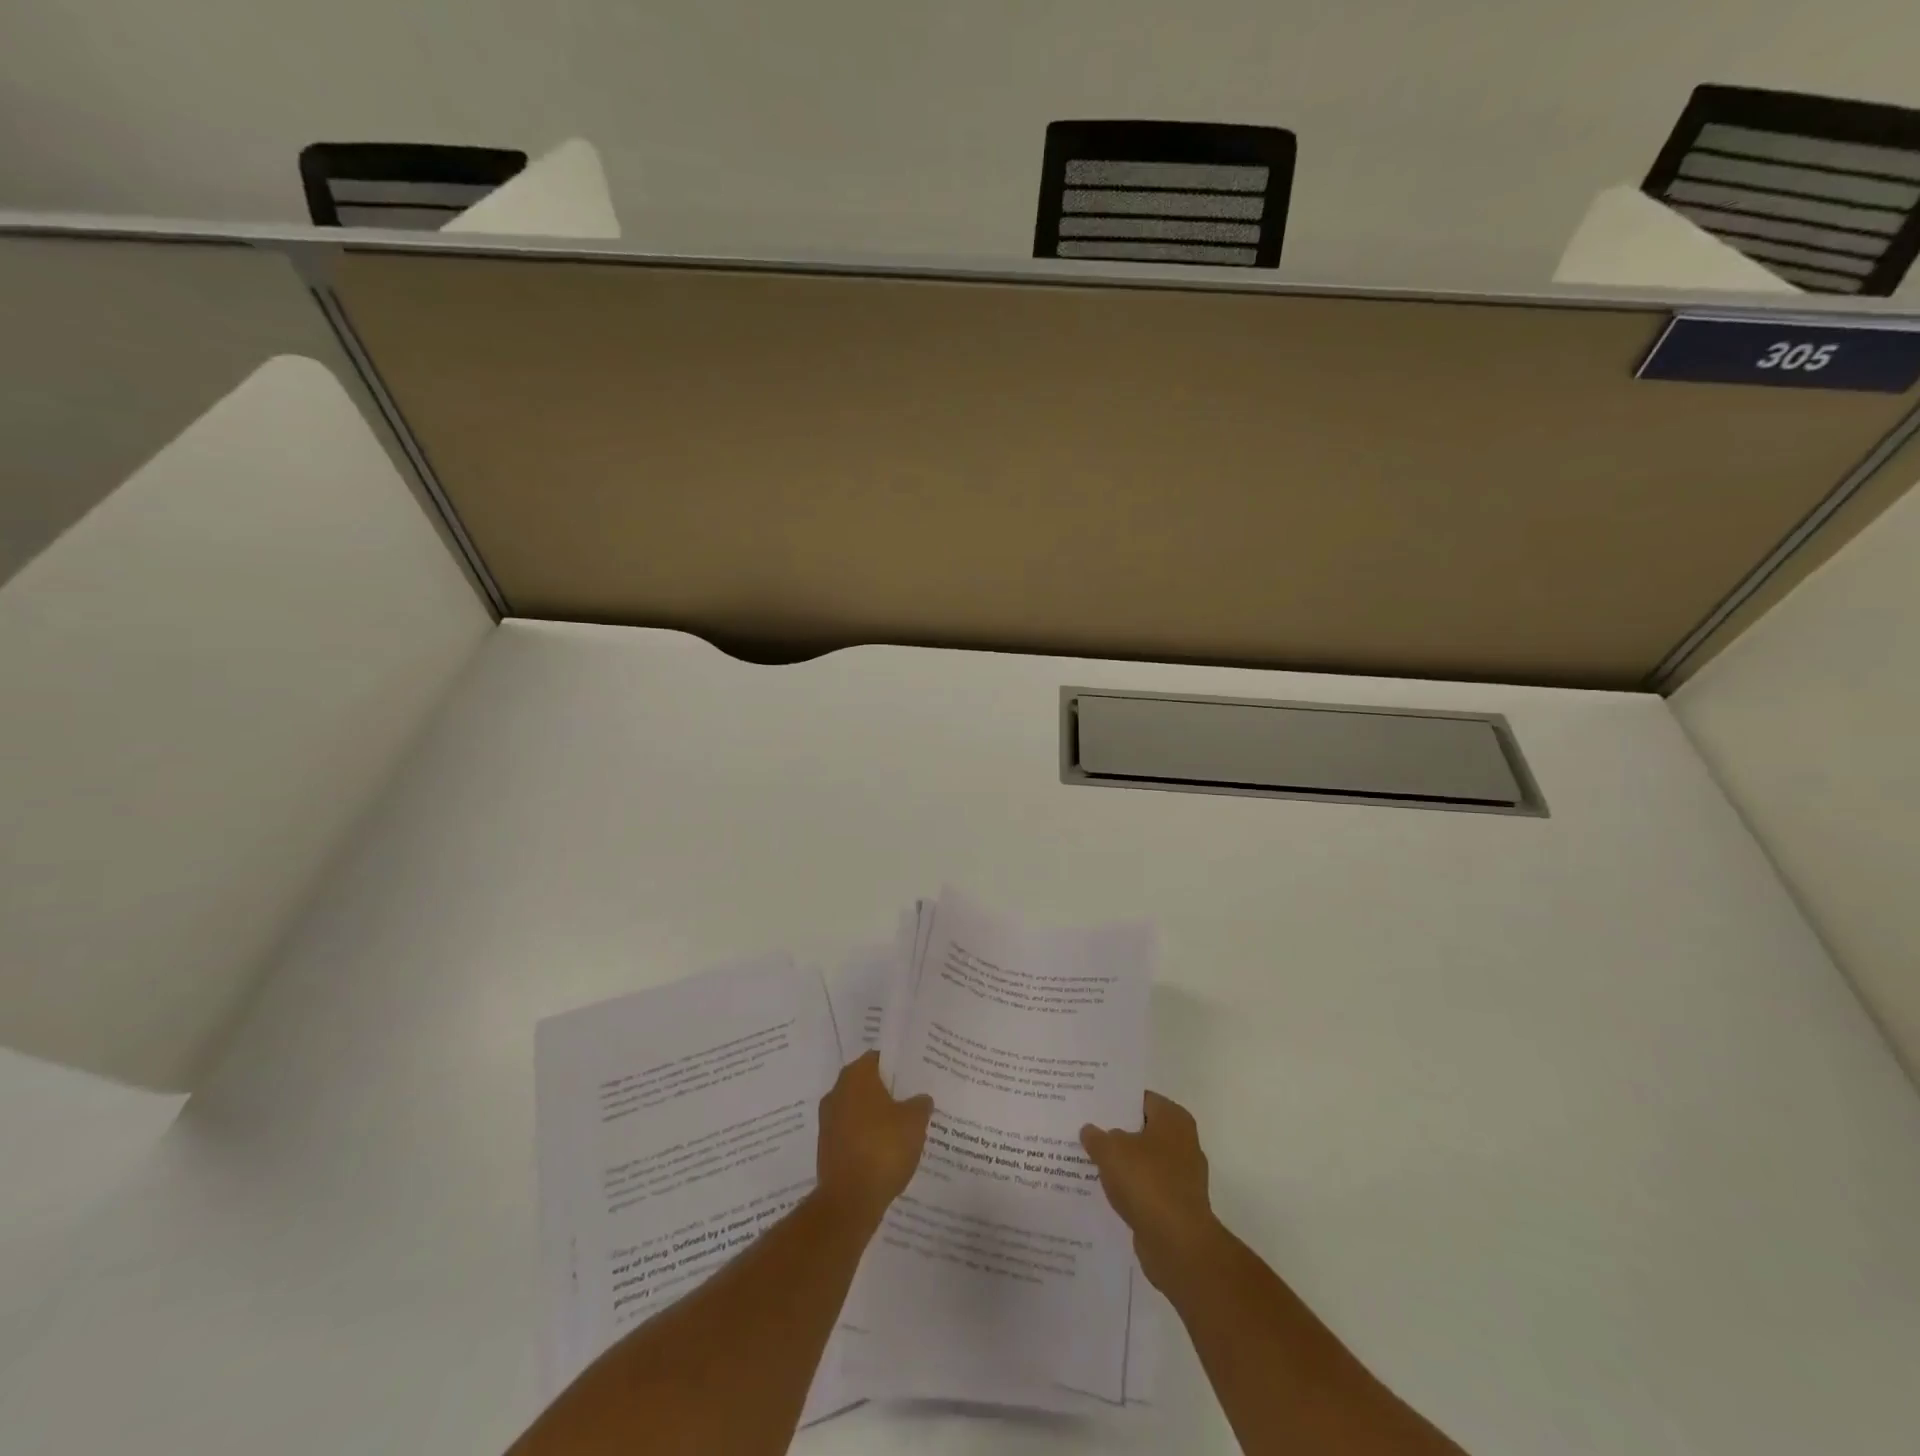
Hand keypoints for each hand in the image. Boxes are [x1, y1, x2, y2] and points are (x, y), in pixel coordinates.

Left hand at [816, 1051, 933, 1228]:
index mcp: (856, 1076)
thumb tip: (921, 1099)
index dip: (899, 1066)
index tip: (916, 1076)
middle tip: (914, 1100)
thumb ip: (920, 1104)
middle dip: (889, 1092)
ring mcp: (828, 1121)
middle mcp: (837, 1092)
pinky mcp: (827, 1148)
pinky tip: (887, 1152)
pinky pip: (852, 1134)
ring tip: (904, 1128)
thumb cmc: (883, 1148)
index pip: (879, 1058)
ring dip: (877, 1117)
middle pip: (868, 1084)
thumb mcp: (915, 1121)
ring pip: (859, 1110)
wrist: (849, 1201)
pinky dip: (867, 1138)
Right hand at [1081, 1091, 1220, 1294]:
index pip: (1140, 1099)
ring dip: (1123, 1162)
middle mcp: (1184, 1143)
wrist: (1178, 1244)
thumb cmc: (1147, 1182)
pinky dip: (1130, 1188)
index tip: (1091, 1102)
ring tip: (1090, 1159)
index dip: (1115, 1099)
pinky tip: (1105, 1190)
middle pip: (1143, 1129)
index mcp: (1173, 1119)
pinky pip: (1147, 1187)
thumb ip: (1097, 1137)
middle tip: (1086, 1128)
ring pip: (1144, 1160)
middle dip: (1117, 1131)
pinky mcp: (1177, 1205)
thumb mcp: (1110, 1151)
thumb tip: (1090, 1130)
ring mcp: (1183, 1176)